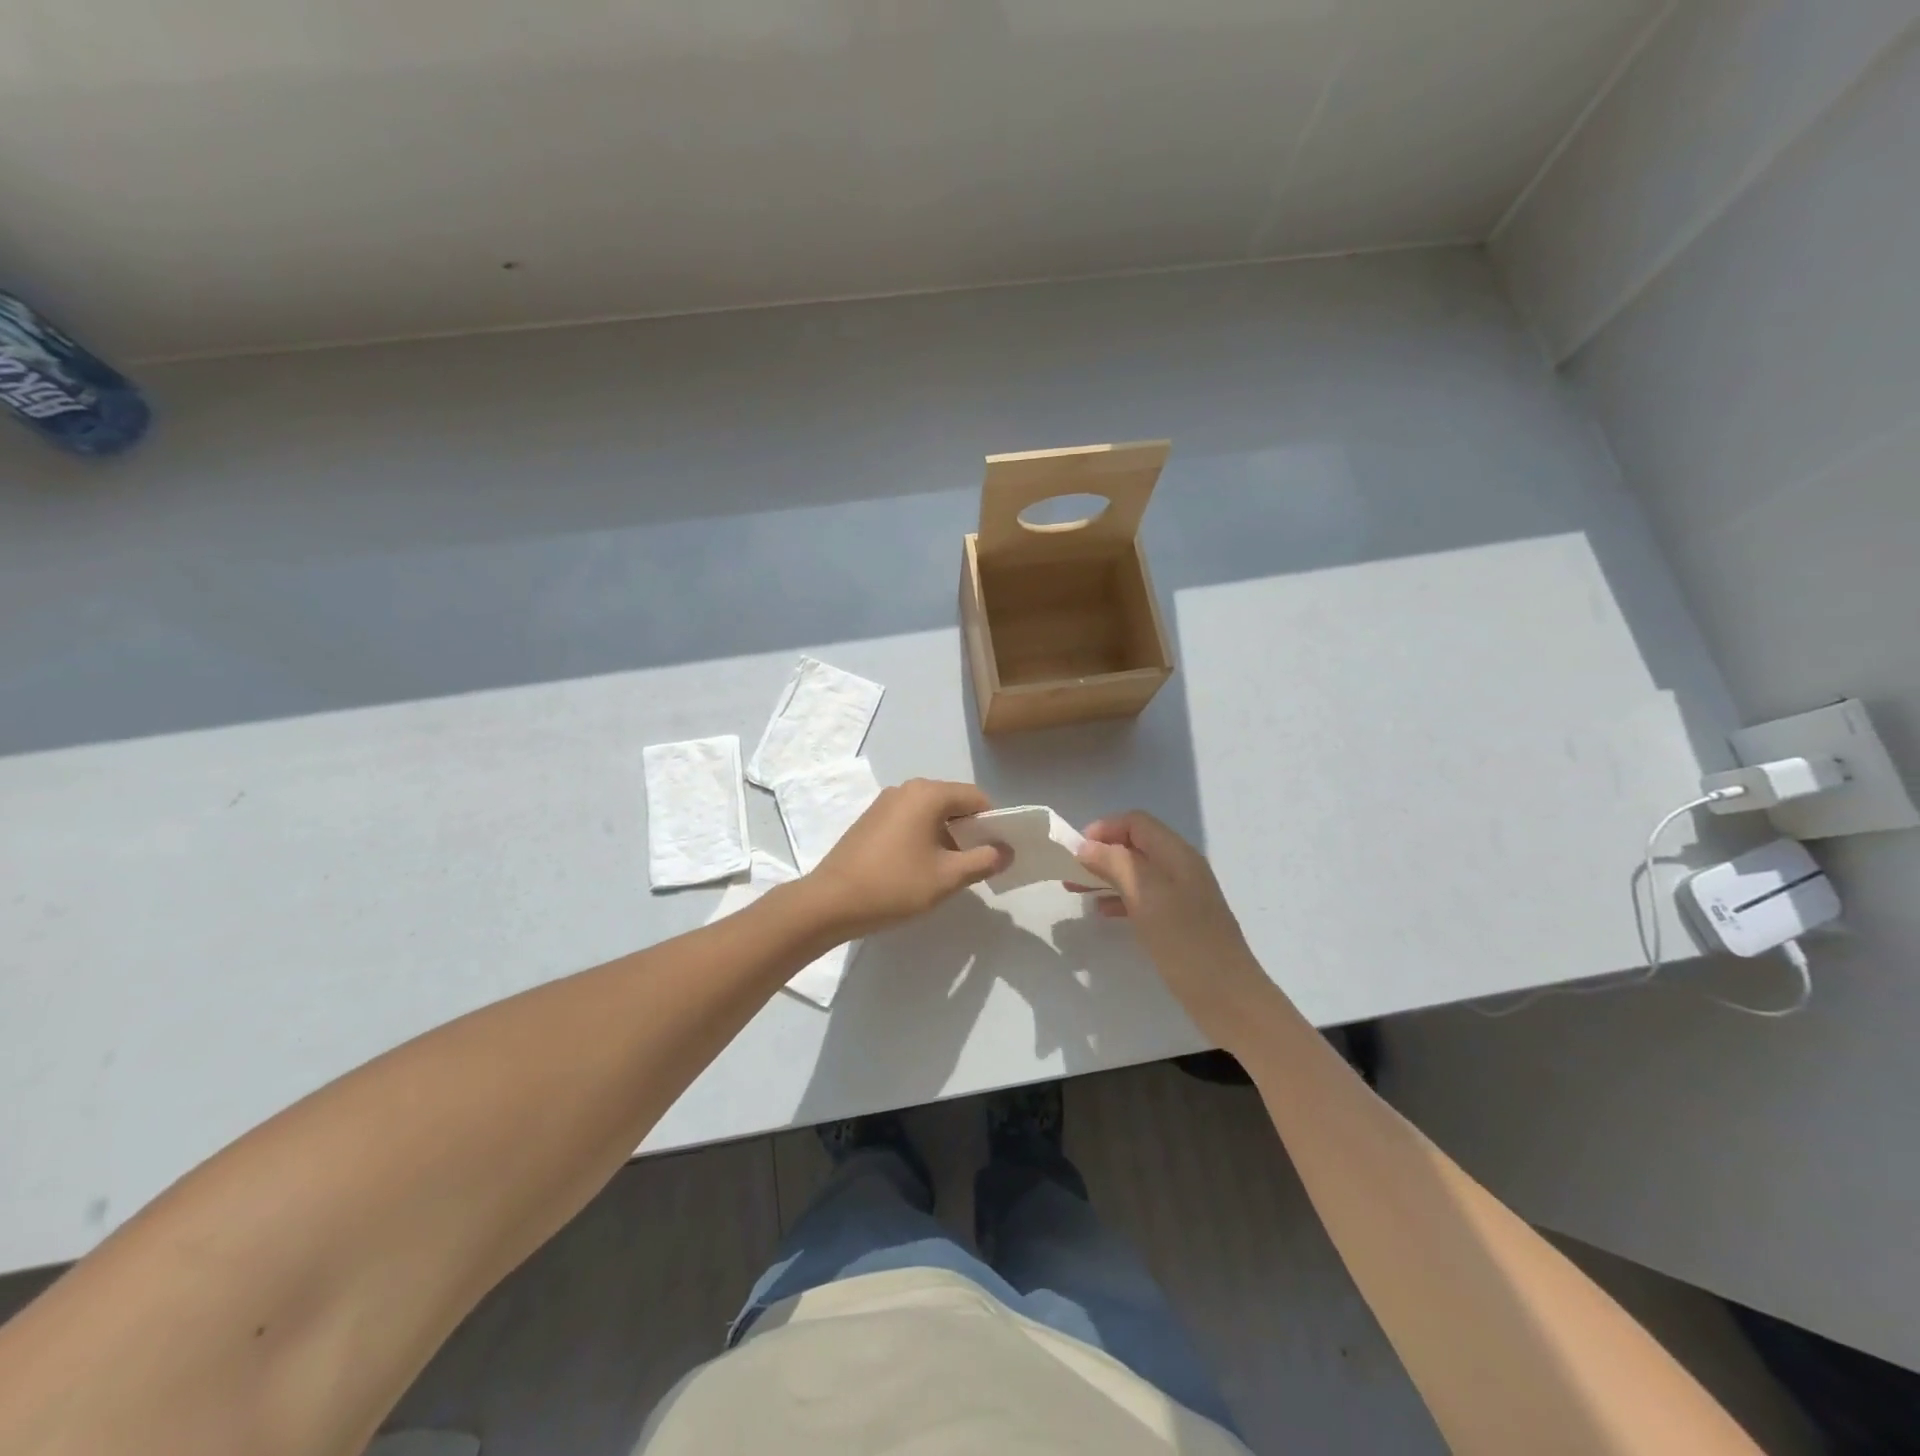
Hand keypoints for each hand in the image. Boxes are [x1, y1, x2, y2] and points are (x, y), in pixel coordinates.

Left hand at [804, 779, 1011, 939]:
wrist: (830, 902)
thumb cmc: (894, 886)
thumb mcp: (947, 877)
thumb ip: (984, 860)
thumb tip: (1007, 850)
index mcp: (928, 794)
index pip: (976, 799)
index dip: (993, 824)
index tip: (998, 853)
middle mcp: (907, 789)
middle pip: (953, 803)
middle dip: (970, 831)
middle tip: (976, 865)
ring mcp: (885, 802)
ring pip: (931, 813)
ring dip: (947, 836)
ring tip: (948, 871)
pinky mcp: (871, 819)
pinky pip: (910, 820)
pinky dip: (924, 837)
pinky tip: (920, 868)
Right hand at [1070, 812, 1274, 1039]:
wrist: (1229, 998)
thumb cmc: (1185, 942)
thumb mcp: (1146, 897)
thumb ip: (1115, 864)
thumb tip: (1086, 846)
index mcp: (1176, 854)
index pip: (1136, 822)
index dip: (1104, 829)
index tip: (1076, 852)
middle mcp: (1180, 867)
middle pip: (1135, 844)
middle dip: (1101, 853)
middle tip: (1071, 872)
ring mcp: (1182, 895)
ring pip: (1136, 872)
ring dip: (1106, 875)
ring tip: (1076, 891)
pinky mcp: (1179, 920)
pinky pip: (1143, 897)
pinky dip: (1119, 898)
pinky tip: (1102, 912)